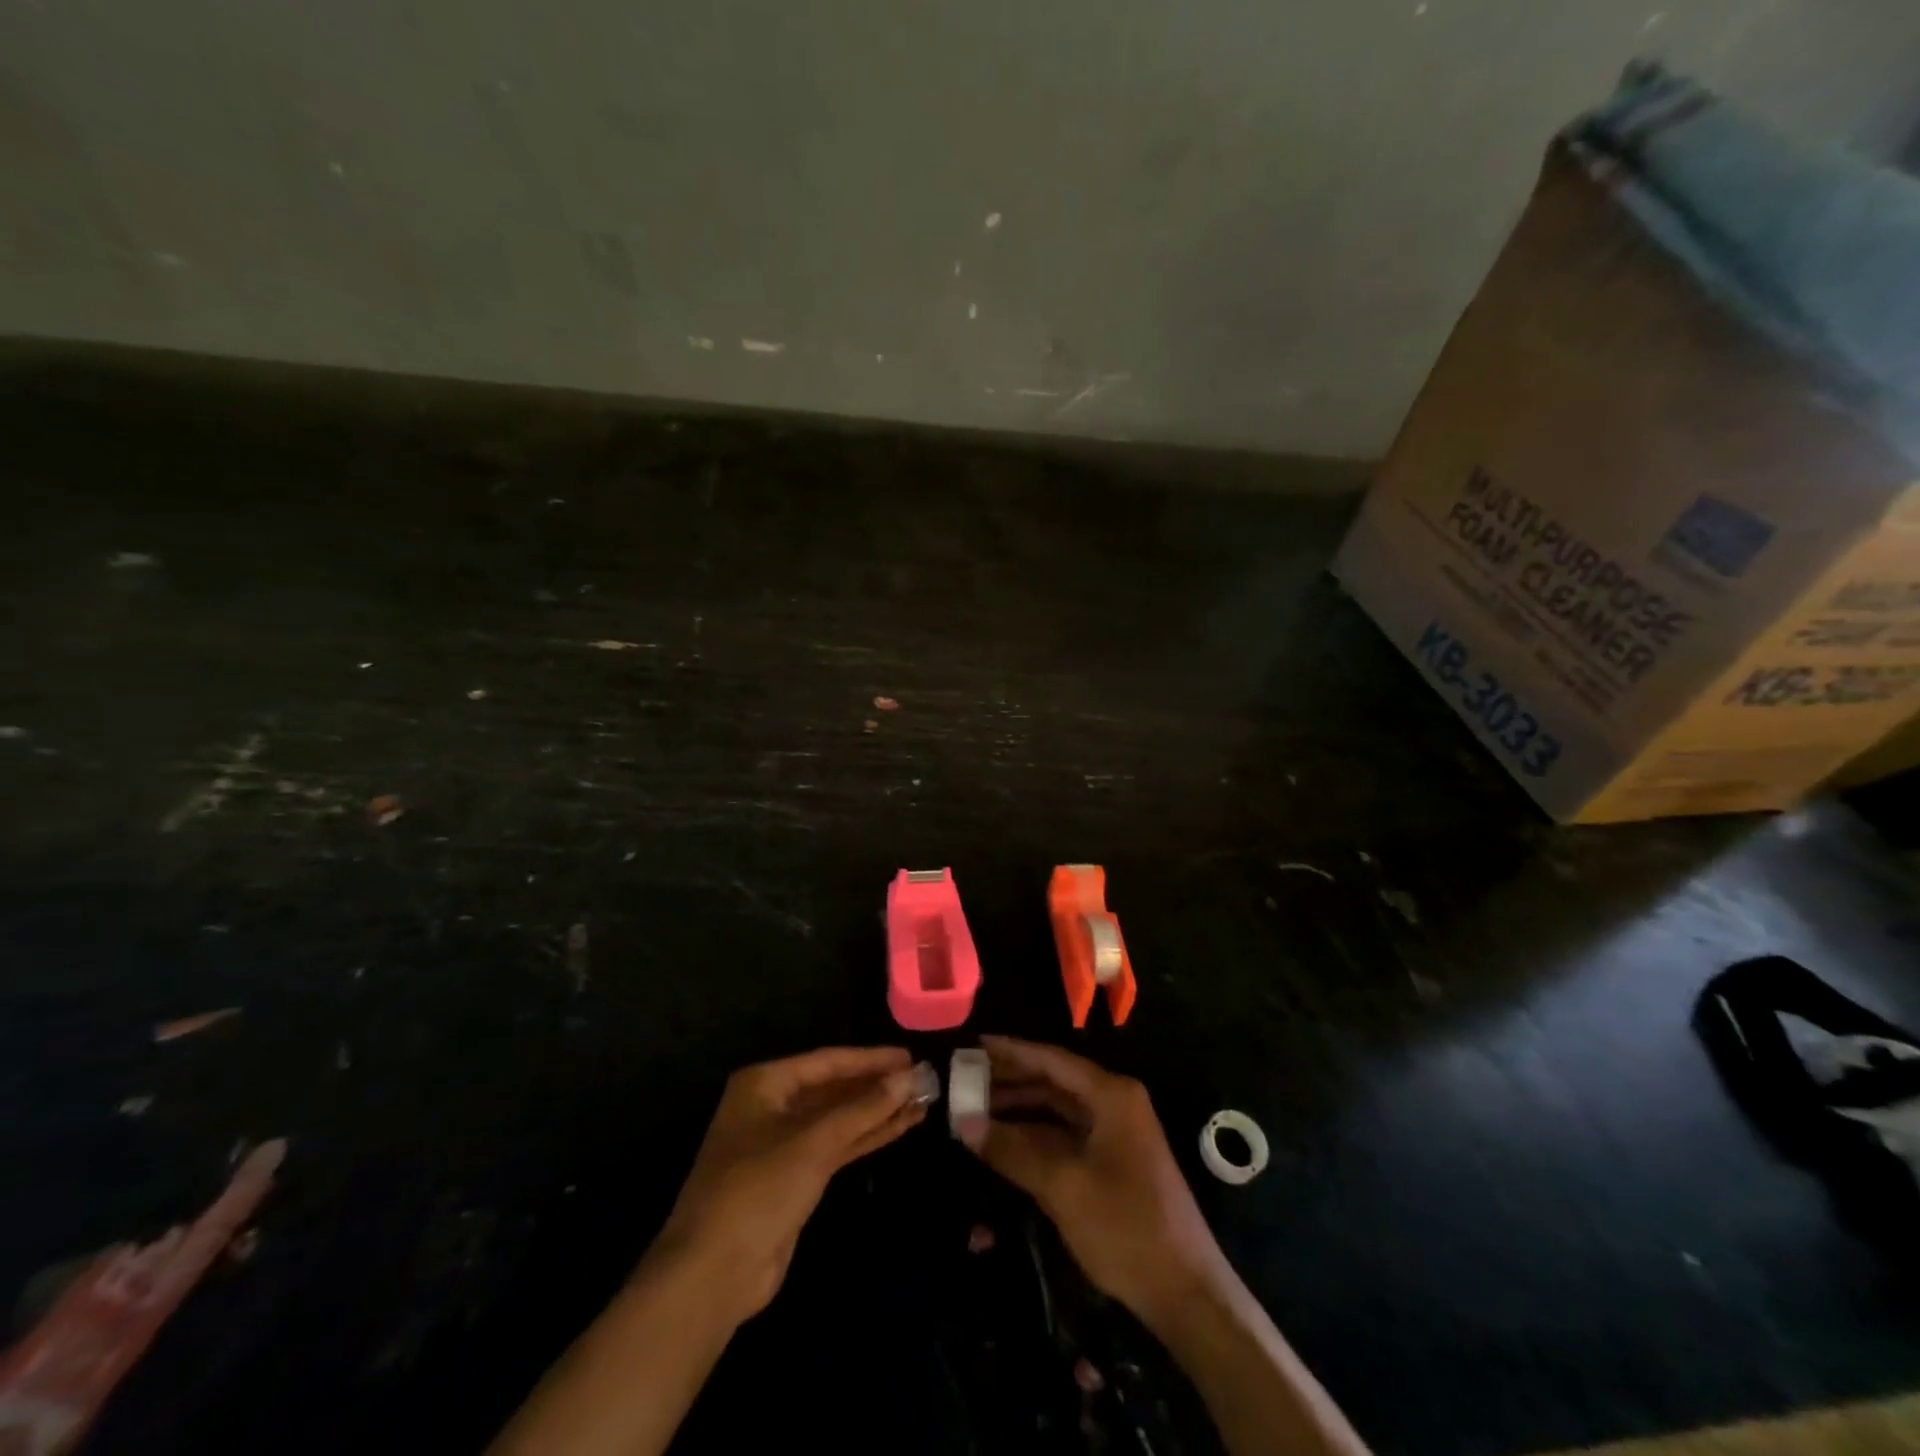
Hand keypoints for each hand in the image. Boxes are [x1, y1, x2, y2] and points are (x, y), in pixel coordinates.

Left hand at [650, 1046, 924, 1319]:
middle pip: (834, 1088)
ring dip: (877, 1112)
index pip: (828, 1061)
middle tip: (921, 1079)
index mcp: (765, 1084)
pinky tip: (900, 1127)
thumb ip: (863, 1109)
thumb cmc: (757, 1191)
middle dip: (876, 1086)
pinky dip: (866, 1137)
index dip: (870, 1059)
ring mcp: (782, 1143)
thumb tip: (908, 1078)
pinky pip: (837, 1146)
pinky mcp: (794, 1177)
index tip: (909, 1056)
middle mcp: (772, 1106)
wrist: (713, 1275)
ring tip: (921, 1101)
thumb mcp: (813, 1144)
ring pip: (839, 1119)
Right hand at [966, 1036, 1227, 1326]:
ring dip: (1019, 1110)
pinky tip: (1003, 1143)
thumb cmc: (1126, 1227)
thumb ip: (1012, 1150)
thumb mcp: (1063, 1186)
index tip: (974, 1045)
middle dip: (1010, 1081)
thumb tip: (962, 1122)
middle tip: (965, 1080)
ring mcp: (1115, 1134)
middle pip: (1053, 1081)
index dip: (1011, 1051)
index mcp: (1111, 1095)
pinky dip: (1034, 1137)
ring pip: (1057, 1110)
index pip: (1052, 1060)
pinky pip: (1065, 1136)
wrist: (1186, 1293)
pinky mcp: (1112, 1163)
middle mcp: (1114, 1104)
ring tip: (974, 1110)